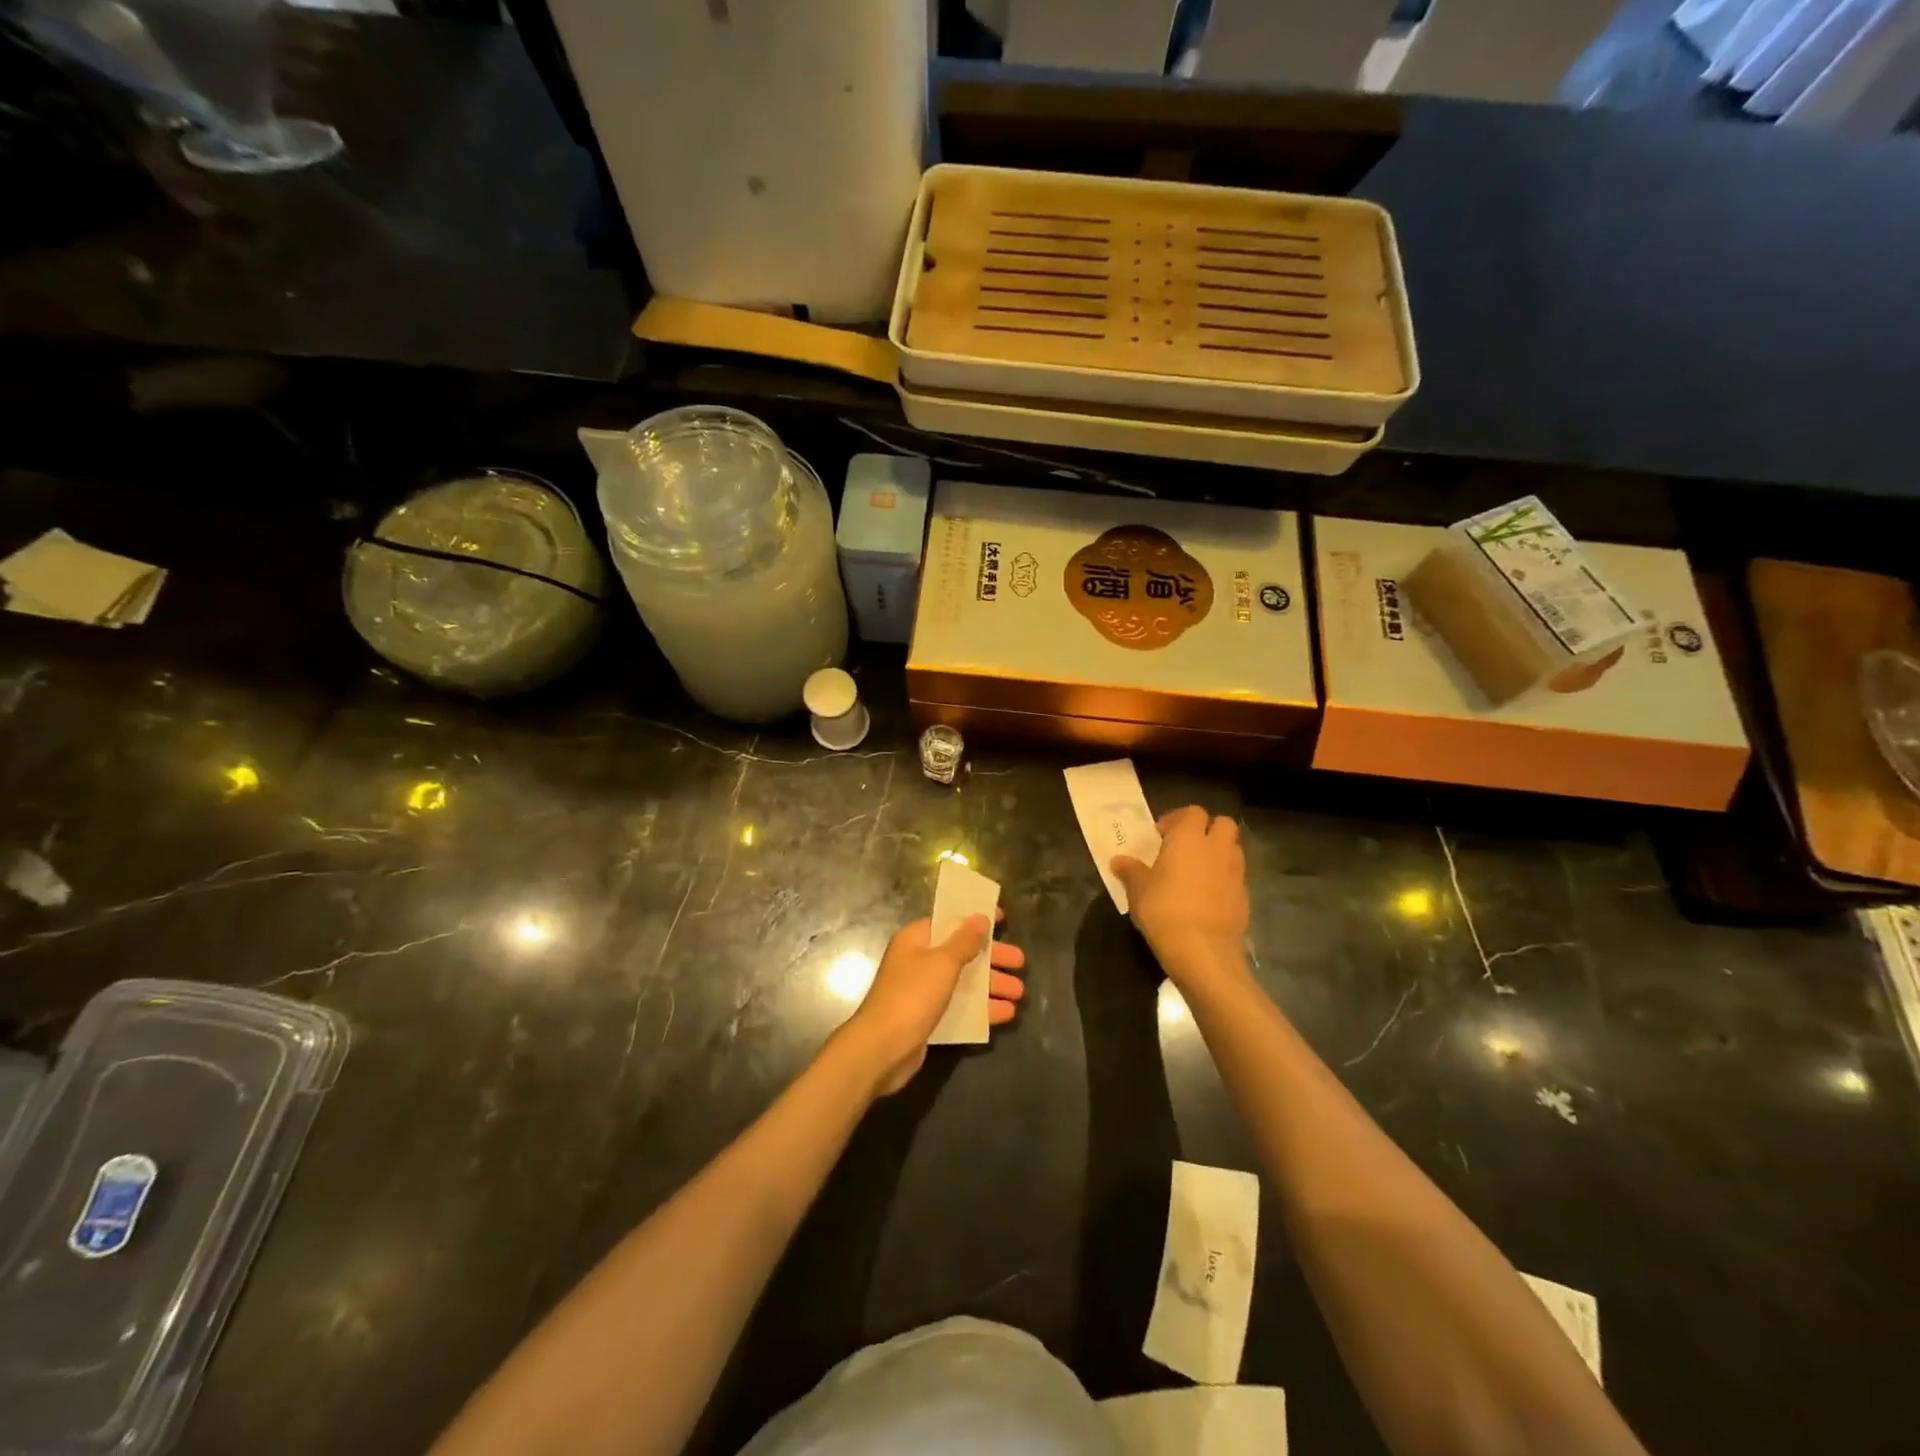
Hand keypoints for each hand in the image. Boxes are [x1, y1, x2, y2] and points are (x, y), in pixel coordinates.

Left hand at [839, 912, 1027, 1095]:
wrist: (881, 1049)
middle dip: (991, 958)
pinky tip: (1006, 1014)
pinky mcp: (927, 1018)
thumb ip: (964, 941)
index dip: (975, 919)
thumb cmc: (912, 996)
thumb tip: (979, 917)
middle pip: (961, 953)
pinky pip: (959, 1007)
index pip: (949, 921)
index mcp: (916, 940)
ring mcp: (922, 991)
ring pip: (963, 982)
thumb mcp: (942, 963)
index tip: (1002, 919)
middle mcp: (918, 962)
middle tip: (1020, 962)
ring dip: (991, 986)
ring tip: (1019, 993)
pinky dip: (981, 1009)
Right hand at [1113, 806, 1249, 987]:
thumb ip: (1130, 871)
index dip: (1177, 819)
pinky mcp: (1245, 896)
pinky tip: (1206, 898)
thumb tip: (1119, 860)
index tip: (1161, 836)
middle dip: (1207, 830)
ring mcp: (1235, 872)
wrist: (1203, 951)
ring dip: (1217, 853)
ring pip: (1232, 849)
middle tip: (1185, 848)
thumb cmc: (1164, 910)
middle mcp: (1217, 848)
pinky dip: (1223, 879)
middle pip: (1222, 824)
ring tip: (1195, 872)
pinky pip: (1235, 877)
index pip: (1192, 812)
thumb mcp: (1138, 890)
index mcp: (1189, 838)